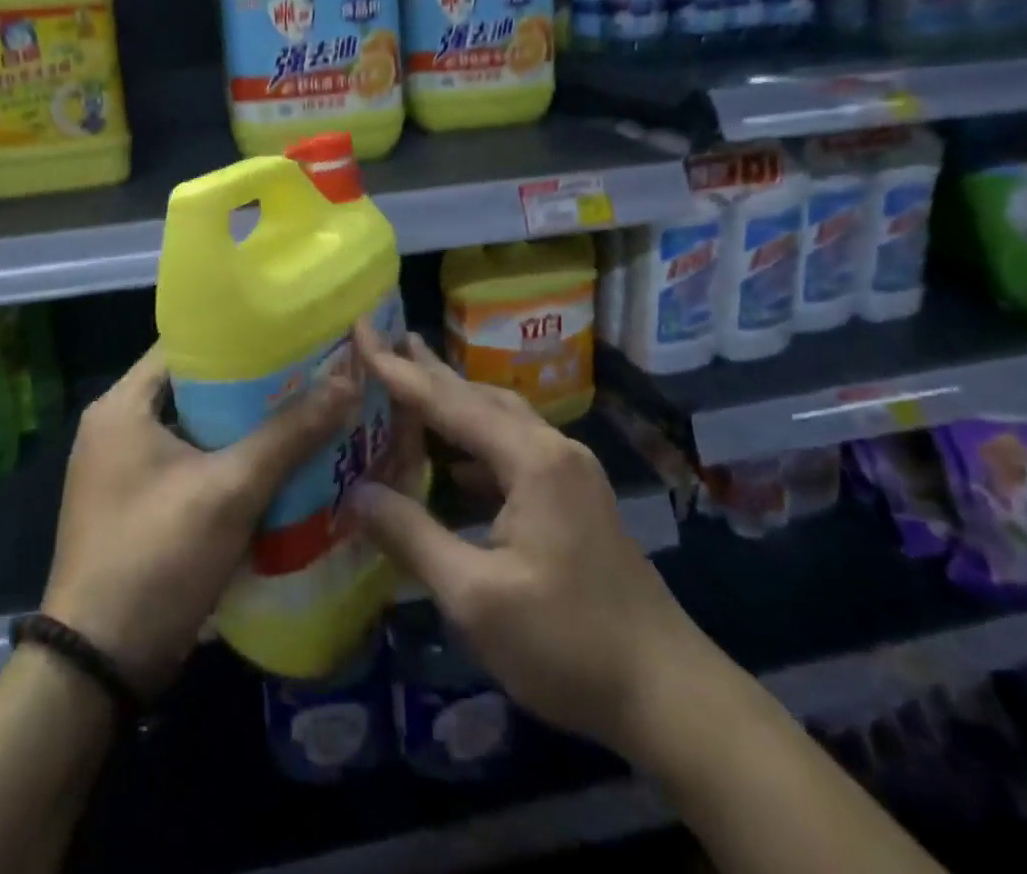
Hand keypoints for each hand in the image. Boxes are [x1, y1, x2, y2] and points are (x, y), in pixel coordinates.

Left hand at [41, 344, 358, 698]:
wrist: (98, 668)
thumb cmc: (156, 556)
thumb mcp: (230, 489)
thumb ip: (289, 433)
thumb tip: (348, 382)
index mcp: (122, 405)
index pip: (186, 345)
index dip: (240, 335)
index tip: (293, 334)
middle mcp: (117, 428)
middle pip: (196, 387)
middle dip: (253, 384)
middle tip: (311, 374)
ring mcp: (125, 472)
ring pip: (198, 429)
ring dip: (246, 427)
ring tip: (307, 412)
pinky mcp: (139, 508)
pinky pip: (192, 466)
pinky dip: (230, 463)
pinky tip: (280, 466)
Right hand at [345, 328, 714, 763]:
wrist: (669, 693)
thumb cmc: (568, 643)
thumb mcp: (475, 597)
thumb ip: (412, 536)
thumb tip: (357, 492)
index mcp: (531, 458)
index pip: (449, 402)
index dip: (399, 371)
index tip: (361, 333)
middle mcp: (553, 448)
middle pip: (479, 396)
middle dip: (428, 370)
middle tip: (385, 339)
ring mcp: (570, 471)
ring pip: (499, 418)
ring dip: (455, 401)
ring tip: (413, 383)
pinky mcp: (575, 497)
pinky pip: (513, 447)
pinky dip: (475, 440)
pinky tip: (454, 460)